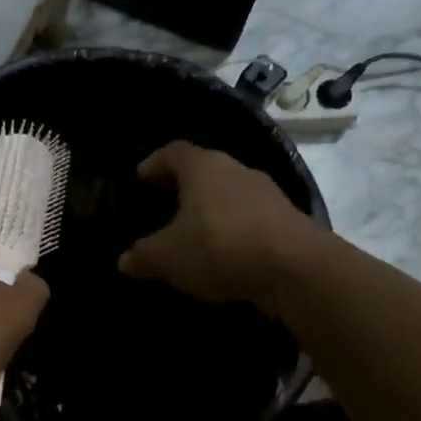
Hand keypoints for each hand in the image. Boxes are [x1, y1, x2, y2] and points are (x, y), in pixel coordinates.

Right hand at [118, 141, 321, 309]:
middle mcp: (235, 169)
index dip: (154, 163)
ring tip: (193, 233)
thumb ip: (143, 256)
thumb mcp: (167, 257)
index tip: (140, 179)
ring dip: (210, 209)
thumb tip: (125, 260)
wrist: (296, 269)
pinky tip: (224, 251)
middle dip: (182, 187)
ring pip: (228, 193)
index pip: (172, 152)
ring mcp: (266, 192)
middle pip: (203, 170)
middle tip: (163, 208)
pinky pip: (249, 217)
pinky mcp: (287, 218)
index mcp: (203, 167)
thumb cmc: (219, 247)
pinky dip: (232, 228)